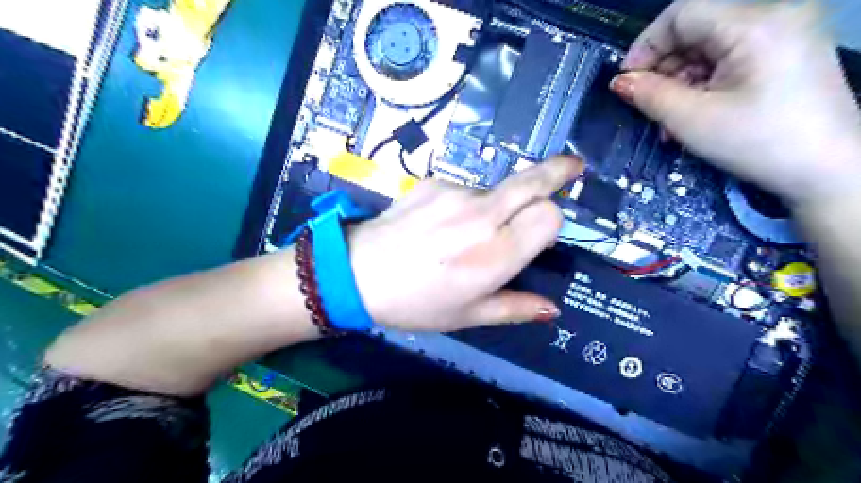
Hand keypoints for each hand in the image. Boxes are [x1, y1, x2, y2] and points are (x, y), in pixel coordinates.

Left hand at [346, 155, 581, 332]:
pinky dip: (467, 204)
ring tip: (465, 233)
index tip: (542, 234)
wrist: (356, 274)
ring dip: (498, 206)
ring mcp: (455, 193)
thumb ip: (515, 309)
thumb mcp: (467, 316)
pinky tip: (441, 224)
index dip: (552, 222)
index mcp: (494, 255)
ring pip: (498, 190)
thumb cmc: (415, 303)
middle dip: (558, 172)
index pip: (549, 215)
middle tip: (573, 168)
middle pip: (534, 181)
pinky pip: (467, 190)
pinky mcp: (434, 182)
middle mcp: (481, 217)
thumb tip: (553, 308)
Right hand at [608, 0, 860, 205]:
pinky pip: (728, 59)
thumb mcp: (691, 120)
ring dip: (680, 81)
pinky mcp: (784, 53)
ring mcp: (783, 33)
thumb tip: (619, 82)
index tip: (626, 82)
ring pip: (708, 47)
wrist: (827, 170)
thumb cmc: (756, 143)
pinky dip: (703, 84)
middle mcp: (773, 15)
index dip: (646, 45)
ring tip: (670, 119)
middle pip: (695, 30)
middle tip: (648, 106)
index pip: (682, 14)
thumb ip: (649, 95)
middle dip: (663, 69)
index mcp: (755, 23)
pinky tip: (694, 113)